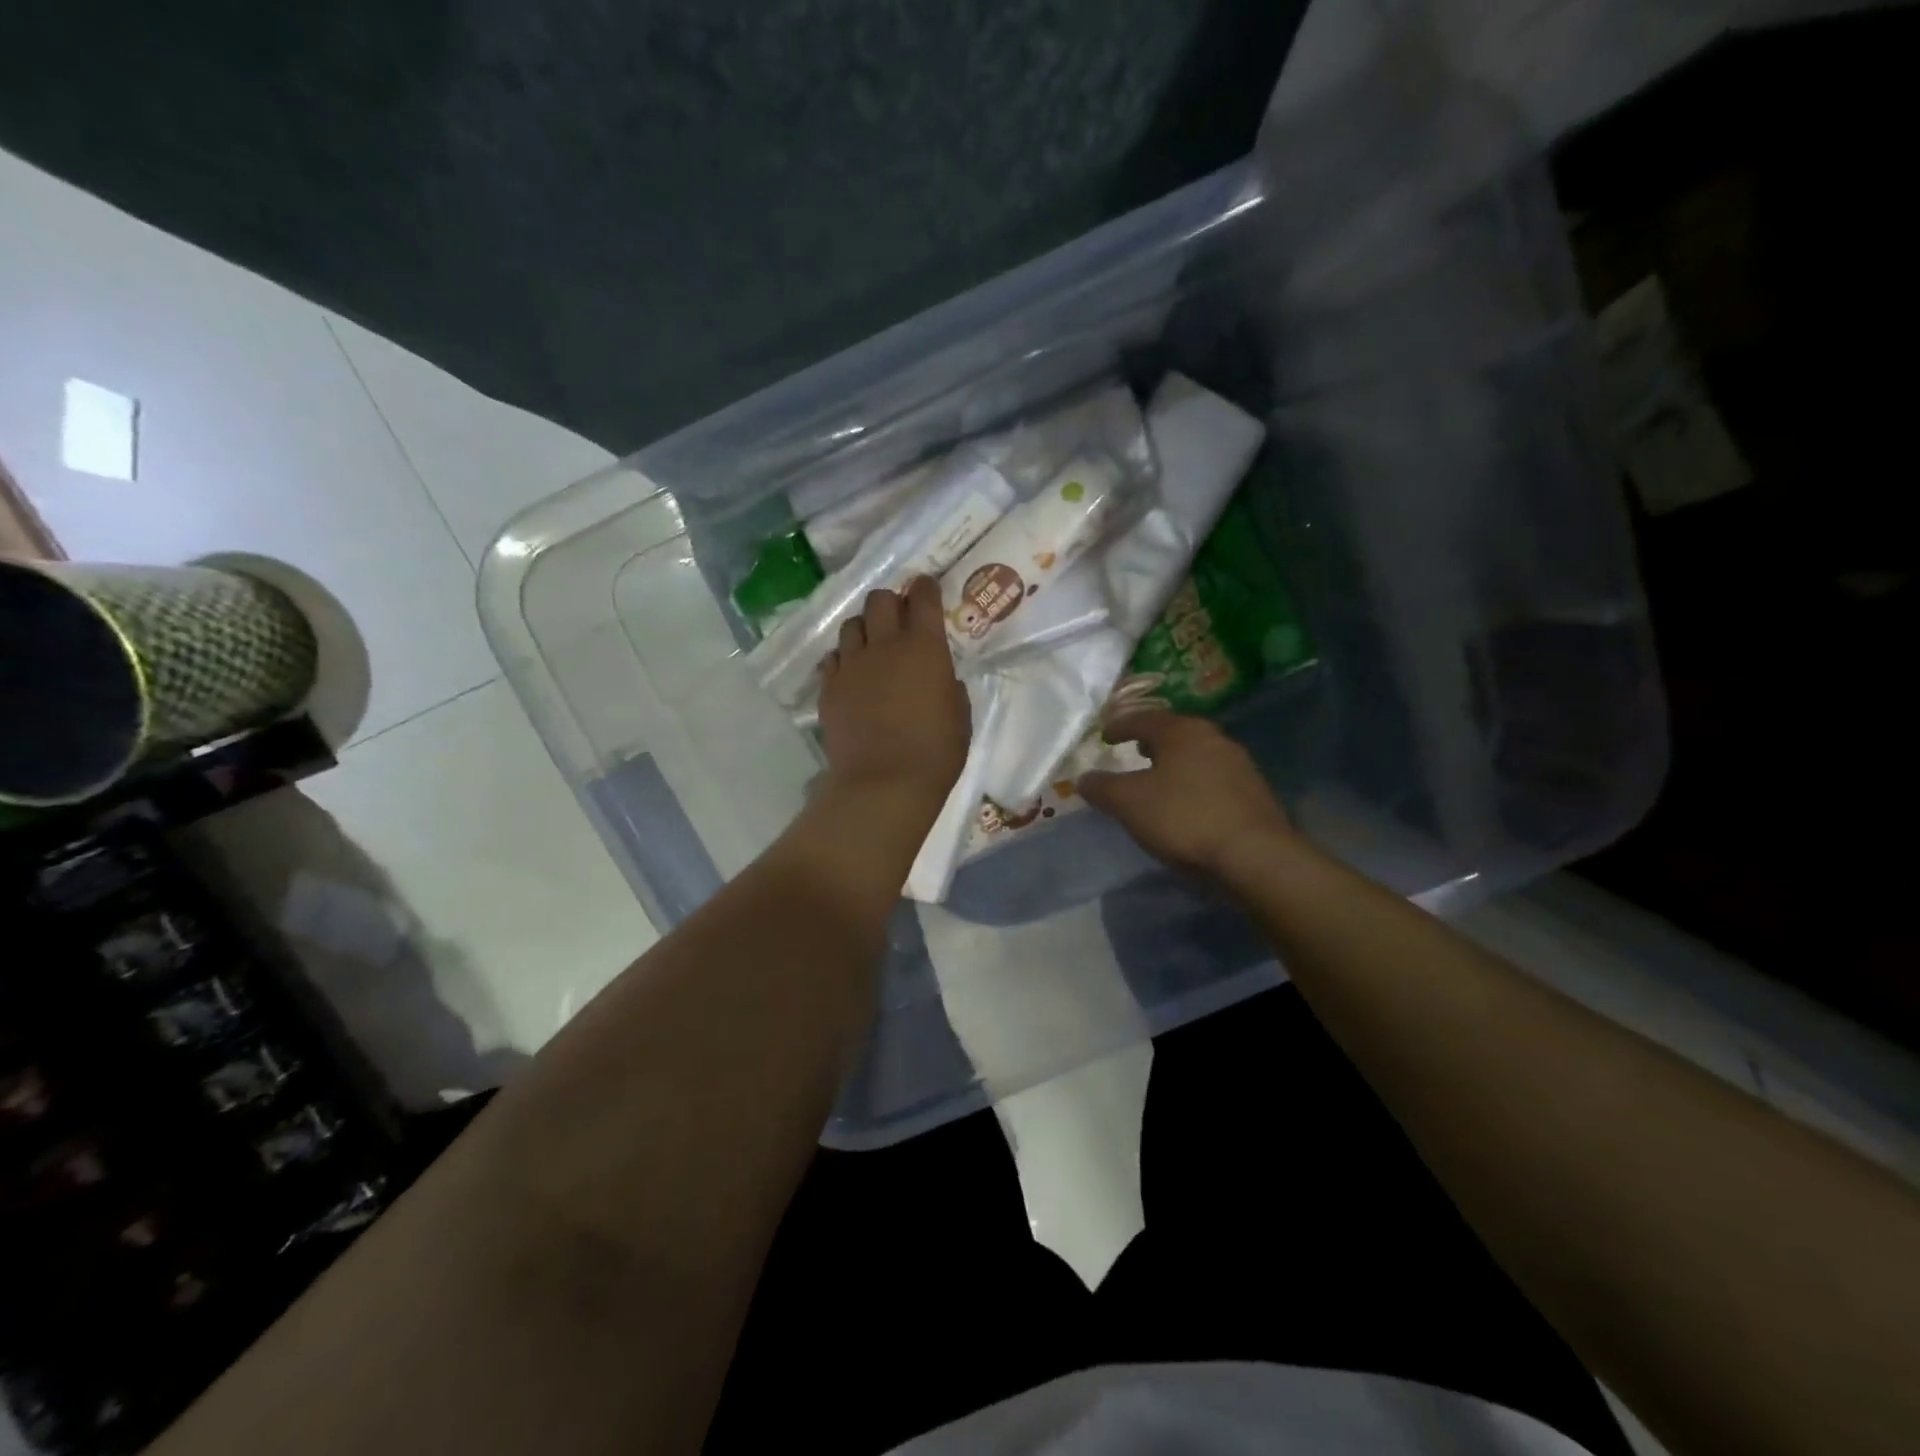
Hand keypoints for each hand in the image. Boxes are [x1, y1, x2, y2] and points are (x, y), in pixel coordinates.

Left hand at [818, 577, 969, 809]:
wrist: (883, 784)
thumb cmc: (935, 753)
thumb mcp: (960, 717)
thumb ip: (949, 688)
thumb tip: (940, 679)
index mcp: (924, 648)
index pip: (923, 598)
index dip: (925, 587)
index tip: (926, 587)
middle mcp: (884, 645)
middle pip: (880, 600)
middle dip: (891, 602)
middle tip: (899, 619)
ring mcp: (851, 665)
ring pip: (851, 625)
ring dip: (865, 629)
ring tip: (872, 647)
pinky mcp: (829, 688)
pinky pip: (833, 658)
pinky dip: (844, 659)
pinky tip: (852, 674)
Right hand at [1078, 710, 1291, 877]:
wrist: (1253, 855)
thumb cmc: (1183, 817)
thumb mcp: (1129, 803)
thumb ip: (1102, 787)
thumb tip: (1083, 779)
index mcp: (1182, 731)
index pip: (1144, 719)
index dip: (1121, 726)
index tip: (1105, 735)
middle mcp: (1214, 738)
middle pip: (1175, 732)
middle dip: (1151, 741)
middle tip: (1134, 751)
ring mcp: (1239, 764)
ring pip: (1197, 755)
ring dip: (1175, 762)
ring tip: (1158, 779)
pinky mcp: (1254, 792)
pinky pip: (1214, 778)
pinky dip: (1194, 783)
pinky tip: (1187, 803)